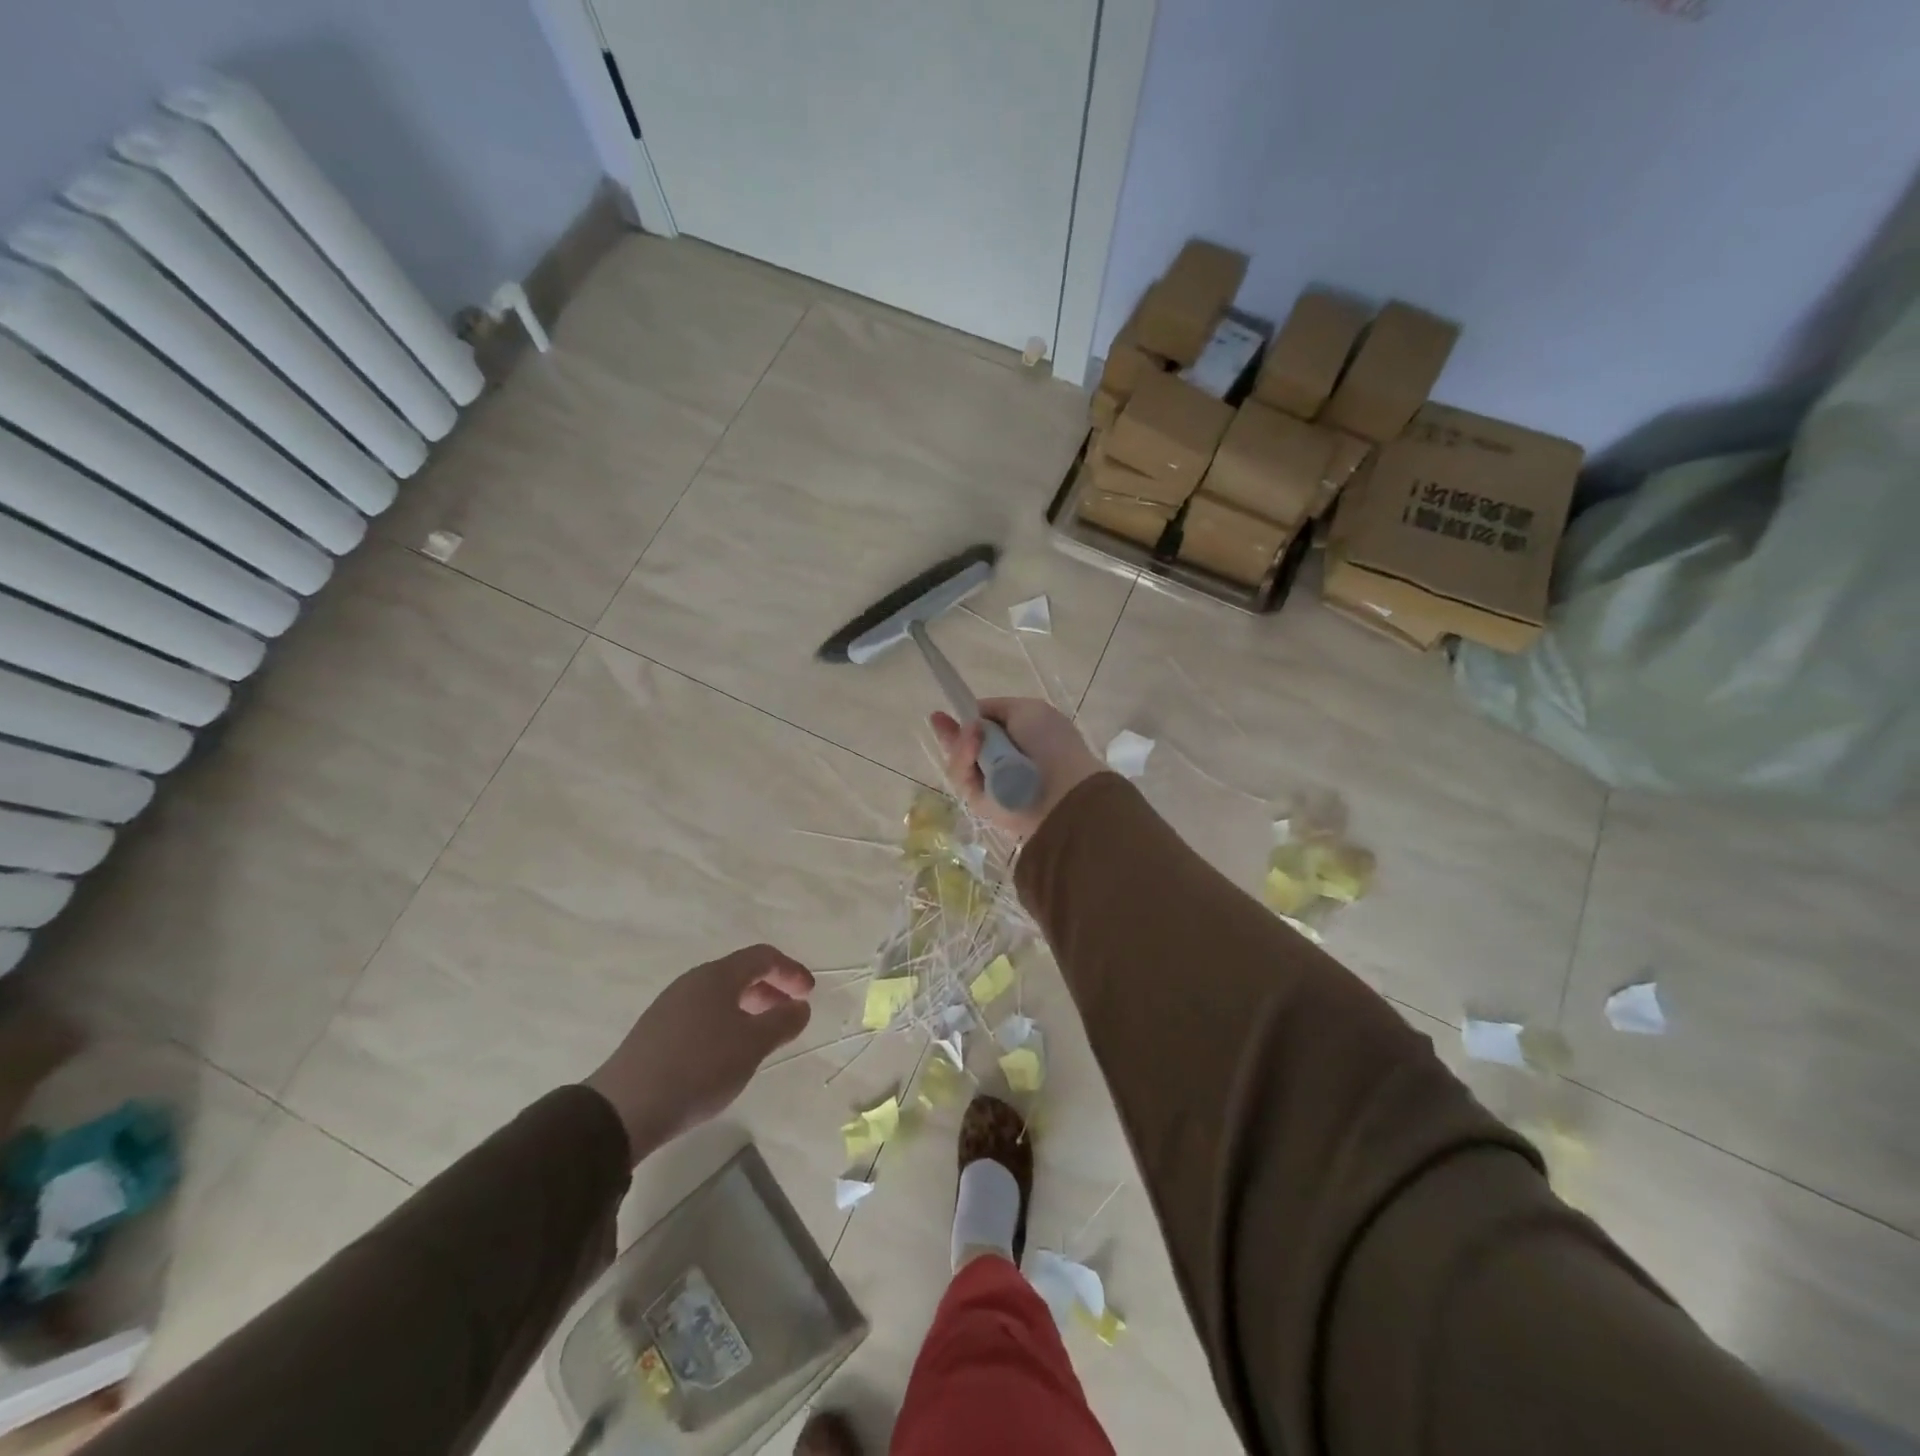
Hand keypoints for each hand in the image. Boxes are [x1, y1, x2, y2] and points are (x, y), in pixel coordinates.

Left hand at [585, 945, 813, 1162]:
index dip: (791, 971)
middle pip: (740, 973)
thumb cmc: (699, 1068)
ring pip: (720, 995)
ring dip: (749, 1007)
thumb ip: (782, 1021)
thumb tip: (800, 1006)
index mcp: (717, 976)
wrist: (624, 1109)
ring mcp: (670, 1006)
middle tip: (789, 1013)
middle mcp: (692, 982)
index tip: (809, 994)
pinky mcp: (656, 1031)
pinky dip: (726, 1022)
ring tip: (762, 1036)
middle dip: (770, 989)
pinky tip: (727, 1053)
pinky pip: (702, 1014)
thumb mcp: (752, 1045)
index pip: (762, 957)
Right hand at [929, 697, 1102, 842]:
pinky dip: (965, 763)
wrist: (1059, 791)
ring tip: (972, 739)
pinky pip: (963, 778)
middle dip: (953, 732)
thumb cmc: (1050, 743)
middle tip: (938, 721)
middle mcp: (1003, 758)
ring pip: (960, 760)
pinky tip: (972, 752)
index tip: (945, 714)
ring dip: (962, 745)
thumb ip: (995, 708)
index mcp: (1020, 735)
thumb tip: (974, 718)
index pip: (984, 726)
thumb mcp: (1026, 710)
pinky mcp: (981, 802)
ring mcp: (990, 781)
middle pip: (966, 743)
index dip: (967, 718)